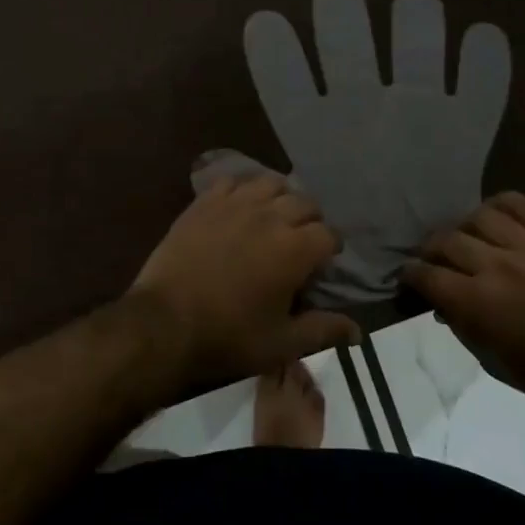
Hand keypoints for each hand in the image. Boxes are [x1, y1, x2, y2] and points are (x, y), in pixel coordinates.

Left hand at [128, 173, 358, 388]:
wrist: (165, 322)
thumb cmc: (228, 336)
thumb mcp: (281, 342)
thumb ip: (322, 330)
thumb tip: (358, 332)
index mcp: (295, 249)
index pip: (328, 234)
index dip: (330, 247)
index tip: (324, 261)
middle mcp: (271, 216)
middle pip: (304, 202)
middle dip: (310, 219)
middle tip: (300, 240)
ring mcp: (235, 204)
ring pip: (271, 183)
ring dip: (279, 197)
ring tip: (273, 216)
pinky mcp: (205, 202)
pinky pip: (232, 181)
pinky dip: (242, 189)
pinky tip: (239, 206)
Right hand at [405, 192, 524, 409]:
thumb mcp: (492, 361)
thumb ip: (461, 326)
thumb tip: (440, 303)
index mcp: (478, 302)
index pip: (427, 275)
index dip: (410, 274)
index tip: (408, 276)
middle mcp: (497, 266)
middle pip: (447, 240)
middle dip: (430, 250)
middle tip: (432, 259)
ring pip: (480, 216)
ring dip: (464, 227)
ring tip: (466, 237)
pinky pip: (522, 205)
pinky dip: (501, 204)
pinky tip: (494, 215)